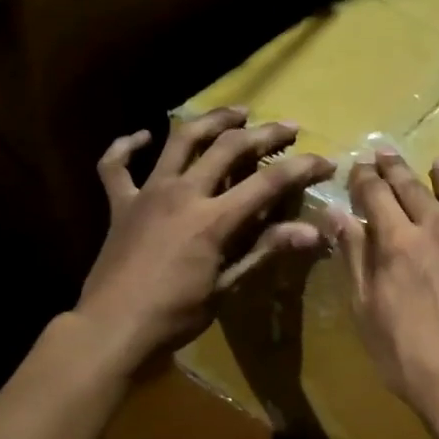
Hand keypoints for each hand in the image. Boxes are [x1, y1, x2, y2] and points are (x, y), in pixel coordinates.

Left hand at [77, 108, 334, 363]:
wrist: (112, 327)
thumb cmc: (174, 316)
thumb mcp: (226, 287)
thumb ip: (264, 251)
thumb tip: (312, 232)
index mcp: (213, 219)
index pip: (267, 183)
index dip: (301, 169)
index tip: (325, 162)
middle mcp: (182, 193)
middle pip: (228, 148)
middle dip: (263, 134)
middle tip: (288, 127)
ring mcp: (147, 193)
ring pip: (180, 140)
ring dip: (210, 121)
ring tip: (235, 112)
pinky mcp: (119, 204)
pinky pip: (117, 166)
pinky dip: (126, 146)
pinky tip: (141, 136)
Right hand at [331, 150, 438, 433]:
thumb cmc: (409, 358)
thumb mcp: (367, 311)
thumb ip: (355, 258)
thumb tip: (337, 214)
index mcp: (399, 242)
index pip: (377, 196)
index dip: (366, 178)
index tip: (360, 164)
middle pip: (415, 189)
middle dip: (398, 169)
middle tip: (388, 153)